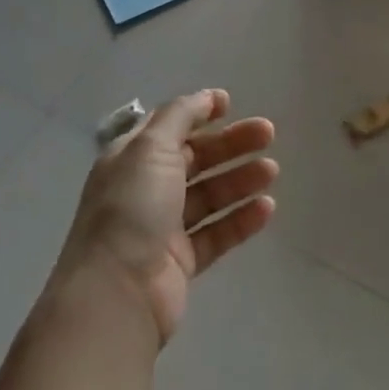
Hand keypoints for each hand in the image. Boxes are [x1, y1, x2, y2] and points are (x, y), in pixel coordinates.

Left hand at [55, 89, 276, 344]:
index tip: (231, 104)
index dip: (198, 113)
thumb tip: (206, 97)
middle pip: (195, 158)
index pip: (169, 127)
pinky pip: (217, 233)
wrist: (117, 293)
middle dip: (230, 144)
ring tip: (272, 171)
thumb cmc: (131, 208)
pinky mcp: (181, 261)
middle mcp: (146, 189)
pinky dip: (241, 219)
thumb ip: (180, 115)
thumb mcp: (150, 147)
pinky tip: (267, 209)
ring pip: (209, 195)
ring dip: (240, 179)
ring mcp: (163, 227)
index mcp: (131, 159)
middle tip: (268, 134)